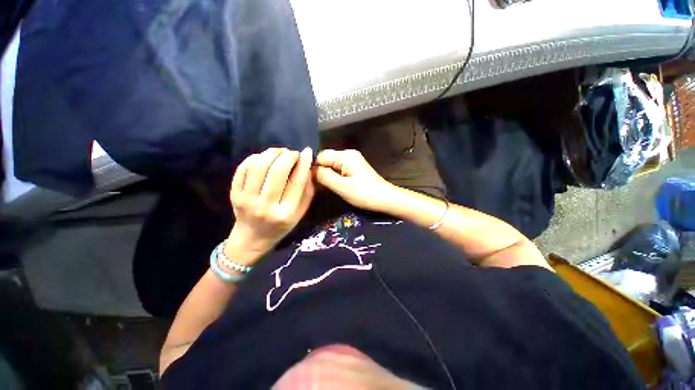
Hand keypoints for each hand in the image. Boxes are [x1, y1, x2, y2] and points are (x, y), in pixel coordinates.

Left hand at [227, 147, 314, 263]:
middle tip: (292, 152)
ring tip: (279, 152)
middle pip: (277, 172)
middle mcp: (266, 206)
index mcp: (286, 213)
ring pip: (259, 167)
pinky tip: (263, 158)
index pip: (297, 182)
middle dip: (287, 156)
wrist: (252, 237)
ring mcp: (247, 200)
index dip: (303, 164)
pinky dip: (255, 158)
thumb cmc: (281, 225)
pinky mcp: (234, 194)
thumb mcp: (300, 212)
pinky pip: (243, 169)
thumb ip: (306, 191)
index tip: (306, 151)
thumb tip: (308, 166)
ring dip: (271, 153)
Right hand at [314, 149, 395, 211]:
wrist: (385, 198)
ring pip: (332, 165)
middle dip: (320, 171)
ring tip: (324, 187)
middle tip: (317, 186)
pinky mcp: (355, 167)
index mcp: (345, 156)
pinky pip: (339, 168)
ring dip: (327, 175)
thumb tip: (311, 170)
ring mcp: (352, 160)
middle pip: (326, 159)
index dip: (314, 167)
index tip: (310, 181)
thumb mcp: (341, 186)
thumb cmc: (364, 193)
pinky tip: (334, 185)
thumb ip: (324, 176)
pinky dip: (334, 176)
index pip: (321, 156)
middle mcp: (348, 154)